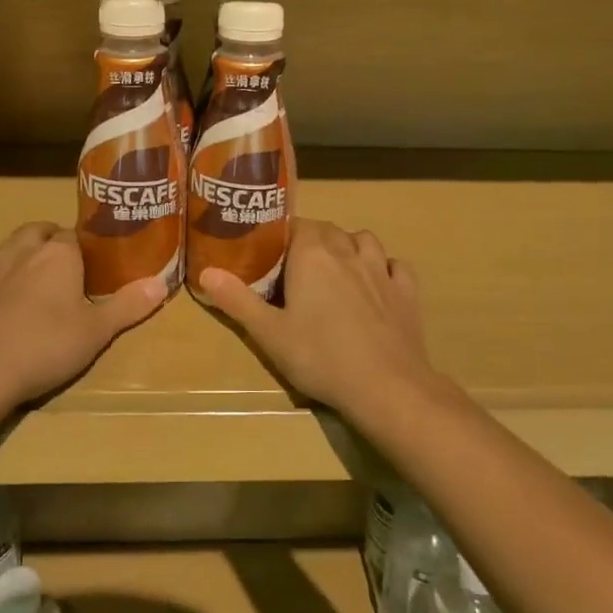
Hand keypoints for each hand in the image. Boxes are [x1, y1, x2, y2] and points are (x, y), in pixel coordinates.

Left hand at [0, 222, 166, 404]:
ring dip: (24, 254)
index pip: (76, 234)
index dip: (86, 247)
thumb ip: (128, 305)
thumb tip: (162, 283)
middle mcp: (23, 248)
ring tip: (35, 281)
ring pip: (12, 246)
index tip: (94, 265)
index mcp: (58, 252)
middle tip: (66, 269)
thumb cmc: (45, 344)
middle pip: (40, 231)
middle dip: (52, 241)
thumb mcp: (96, 331)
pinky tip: (4, 302)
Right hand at [199, 217, 435, 419]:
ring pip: (364, 240)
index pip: (296, 226)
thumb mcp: (269, 334)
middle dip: (313, 240)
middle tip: (298, 268)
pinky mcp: (406, 291)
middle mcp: (347, 251)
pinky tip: (378, 283)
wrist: (386, 386)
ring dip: (350, 246)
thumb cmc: (320, 357)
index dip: (284, 237)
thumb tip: (206, 271)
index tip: (273, 256)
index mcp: (312, 255)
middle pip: (328, 230)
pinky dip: (386, 268)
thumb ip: (237, 300)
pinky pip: (396, 266)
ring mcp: (381, 269)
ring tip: (338, 269)